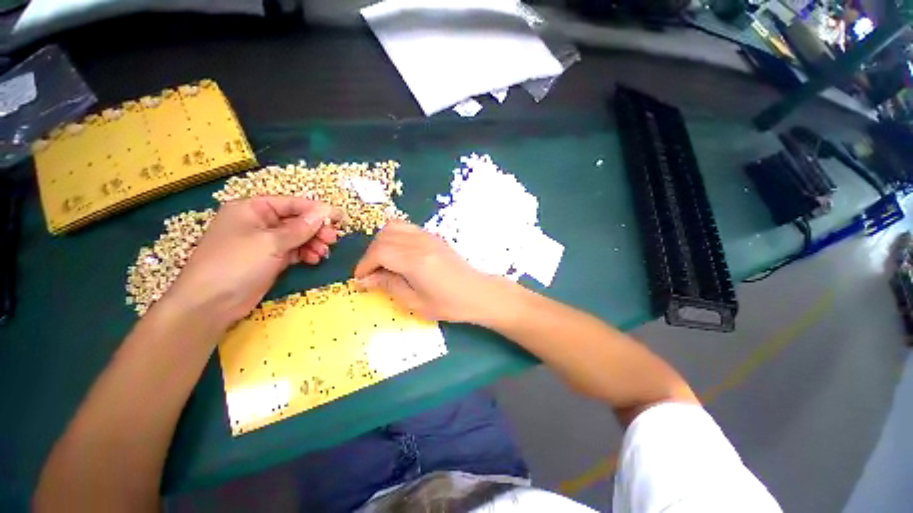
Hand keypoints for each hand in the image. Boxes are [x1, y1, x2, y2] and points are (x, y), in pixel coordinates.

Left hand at [165, 196, 342, 326]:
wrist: (211, 304)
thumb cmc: (237, 263)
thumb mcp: (271, 242)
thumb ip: (301, 228)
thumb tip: (324, 212)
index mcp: (252, 209)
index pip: (291, 204)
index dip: (316, 210)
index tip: (339, 217)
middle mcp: (258, 222)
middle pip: (296, 220)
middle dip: (316, 229)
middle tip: (333, 239)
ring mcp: (264, 242)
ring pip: (297, 237)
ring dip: (313, 243)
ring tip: (324, 252)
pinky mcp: (269, 259)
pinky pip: (294, 251)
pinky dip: (306, 254)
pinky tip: (314, 259)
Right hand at [353, 221, 508, 322]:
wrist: (476, 293)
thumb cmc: (448, 304)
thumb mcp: (415, 302)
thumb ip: (389, 286)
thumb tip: (365, 280)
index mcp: (416, 261)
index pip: (379, 252)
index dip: (364, 264)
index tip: (360, 279)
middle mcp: (421, 243)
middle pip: (384, 236)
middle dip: (370, 254)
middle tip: (371, 273)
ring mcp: (429, 236)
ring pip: (394, 226)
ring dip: (381, 242)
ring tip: (382, 262)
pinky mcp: (434, 236)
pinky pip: (407, 227)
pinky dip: (395, 236)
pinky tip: (398, 253)